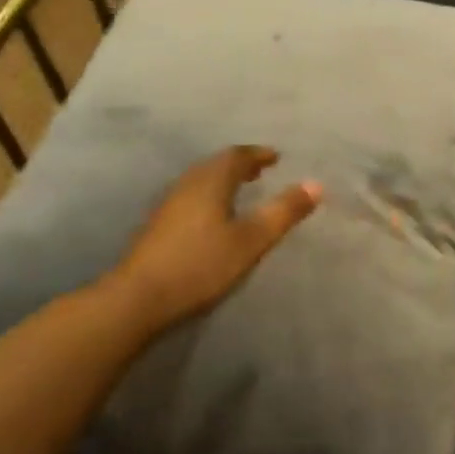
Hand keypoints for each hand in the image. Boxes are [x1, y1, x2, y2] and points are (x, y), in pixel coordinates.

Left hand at [113, 146, 321, 336]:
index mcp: (211, 181)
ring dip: (223, 180)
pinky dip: (209, 196)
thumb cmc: (201, 265)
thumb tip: (316, 184)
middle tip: (260, 171)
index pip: (238, 156)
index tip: (276, 157)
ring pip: (201, 181)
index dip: (259, 155)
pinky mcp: (157, 225)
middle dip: (240, 165)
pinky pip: (190, 197)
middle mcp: (188, 184)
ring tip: (241, 191)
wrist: (138, 298)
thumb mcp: (251, 240)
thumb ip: (284, 212)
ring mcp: (168, 204)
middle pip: (216, 165)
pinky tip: (213, 218)